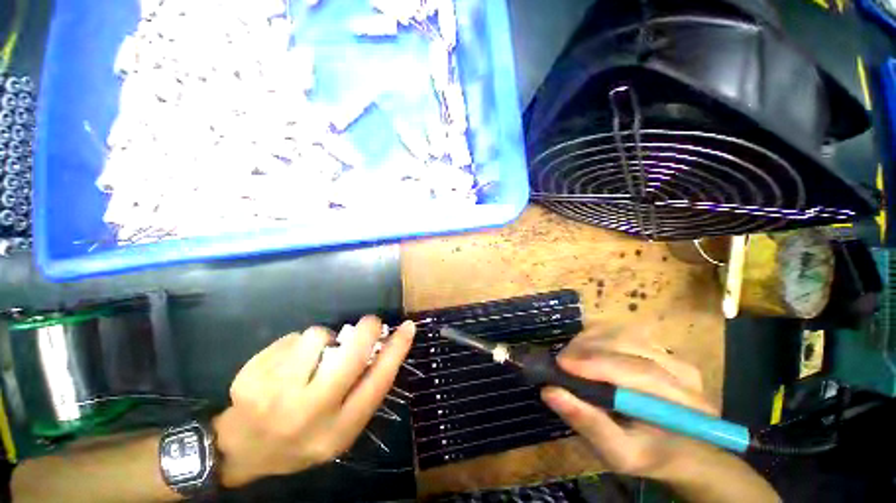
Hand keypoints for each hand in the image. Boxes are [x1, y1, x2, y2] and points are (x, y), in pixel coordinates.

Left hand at [213, 316, 414, 486]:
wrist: (242, 448)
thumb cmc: (302, 439)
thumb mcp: (340, 429)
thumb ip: (363, 392)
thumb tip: (384, 347)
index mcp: (337, 431)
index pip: (377, 384)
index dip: (396, 351)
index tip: (408, 327)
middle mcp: (308, 414)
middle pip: (350, 355)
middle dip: (366, 330)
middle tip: (369, 323)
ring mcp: (274, 394)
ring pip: (317, 336)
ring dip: (324, 337)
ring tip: (315, 355)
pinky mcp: (251, 375)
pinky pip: (291, 338)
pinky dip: (297, 344)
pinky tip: (287, 364)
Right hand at [540, 329, 717, 480]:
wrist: (682, 452)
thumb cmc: (649, 456)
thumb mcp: (620, 454)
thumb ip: (589, 424)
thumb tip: (550, 391)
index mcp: (683, 404)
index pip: (641, 373)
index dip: (598, 364)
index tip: (562, 364)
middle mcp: (682, 372)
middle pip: (629, 345)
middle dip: (588, 349)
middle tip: (560, 362)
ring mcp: (671, 355)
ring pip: (623, 334)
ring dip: (590, 341)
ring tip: (570, 356)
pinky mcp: (658, 348)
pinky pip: (623, 332)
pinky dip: (597, 336)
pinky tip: (585, 350)